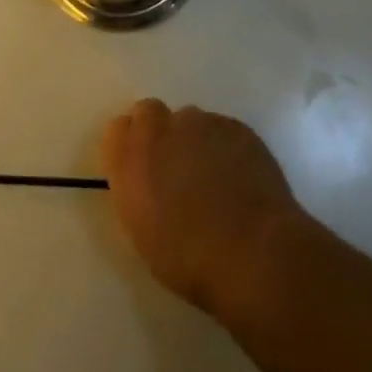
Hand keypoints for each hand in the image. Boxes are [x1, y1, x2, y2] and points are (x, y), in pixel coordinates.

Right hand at [101, 100, 305, 319]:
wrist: (252, 252)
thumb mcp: (142, 231)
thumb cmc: (188, 257)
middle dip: (159, 134)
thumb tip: (147, 178)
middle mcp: (162, 129)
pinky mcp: (237, 127)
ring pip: (190, 121)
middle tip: (174, 168)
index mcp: (131, 158)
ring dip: (194, 140)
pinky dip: (225, 146)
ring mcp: (202, 123)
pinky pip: (222, 129)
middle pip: (152, 114)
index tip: (142, 166)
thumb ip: (137, 190)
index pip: (119, 128)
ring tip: (213, 176)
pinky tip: (238, 177)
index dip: (131, 145)